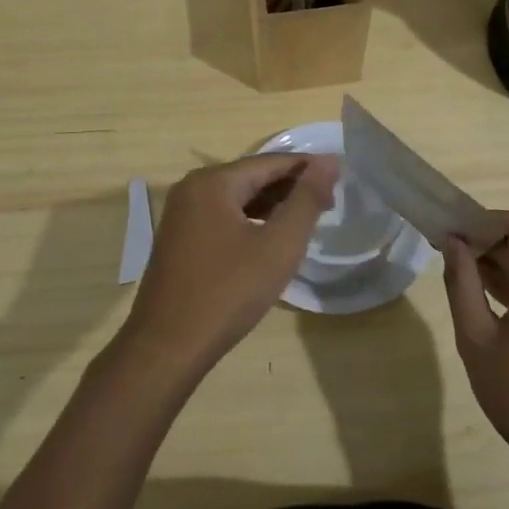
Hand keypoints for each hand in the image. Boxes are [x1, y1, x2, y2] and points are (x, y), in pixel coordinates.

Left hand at [121, 154, 338, 374]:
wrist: (168, 347)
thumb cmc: (229, 292)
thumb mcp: (278, 245)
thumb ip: (306, 200)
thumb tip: (328, 161)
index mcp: (212, 182)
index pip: (270, 162)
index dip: (307, 167)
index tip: (340, 177)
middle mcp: (191, 189)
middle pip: (251, 177)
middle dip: (290, 187)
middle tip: (329, 204)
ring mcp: (181, 215)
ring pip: (236, 199)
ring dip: (271, 206)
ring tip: (306, 221)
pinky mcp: (178, 240)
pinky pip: (222, 218)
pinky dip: (250, 222)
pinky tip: (269, 239)